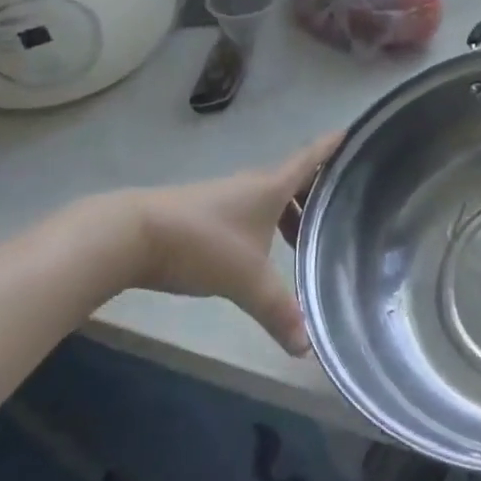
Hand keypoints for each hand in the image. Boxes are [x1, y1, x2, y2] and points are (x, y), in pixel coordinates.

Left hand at [127, 133, 341, 356]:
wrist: (129, 235)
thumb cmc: (202, 244)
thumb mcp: (246, 280)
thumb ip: (278, 311)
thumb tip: (305, 348)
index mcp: (271, 187)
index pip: (311, 158)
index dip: (332, 145)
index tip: (351, 131)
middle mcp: (251, 185)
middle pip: (292, 181)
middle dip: (315, 194)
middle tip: (338, 211)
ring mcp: (224, 197)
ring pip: (268, 199)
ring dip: (287, 214)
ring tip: (301, 242)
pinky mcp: (202, 213)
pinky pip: (247, 212)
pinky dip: (263, 225)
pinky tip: (260, 253)